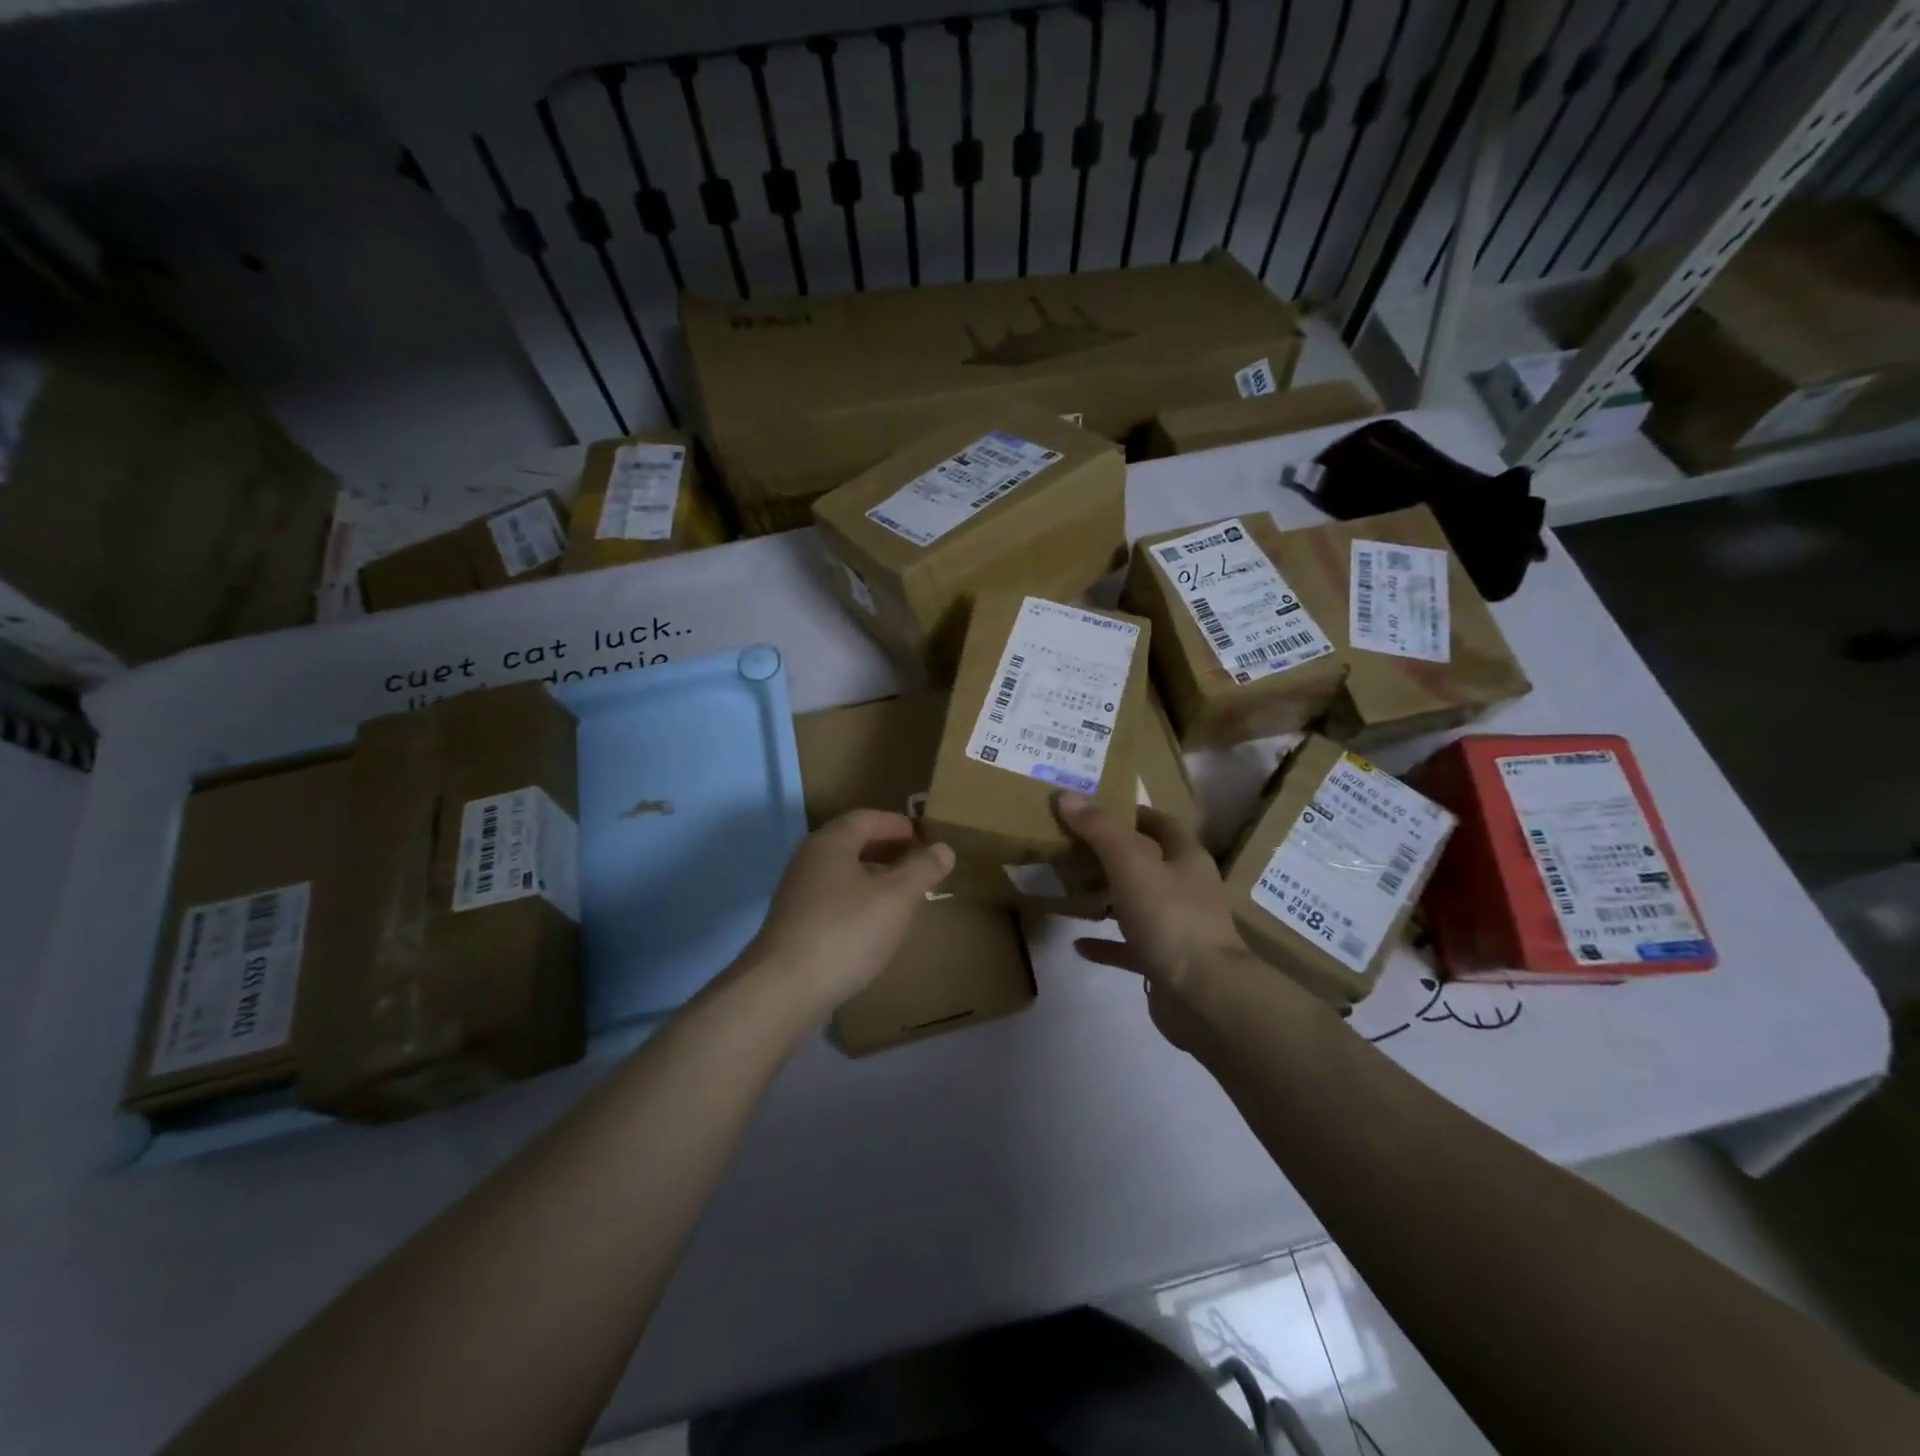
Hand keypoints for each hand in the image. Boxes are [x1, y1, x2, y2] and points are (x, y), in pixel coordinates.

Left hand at [748, 809, 954, 1012]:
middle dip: (888, 850)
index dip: (898, 824)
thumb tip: (943, 848)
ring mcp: (798, 895)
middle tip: (919, 864)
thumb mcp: (896, 897)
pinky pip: (834, 902)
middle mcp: (809, 861)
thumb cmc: (846, 931)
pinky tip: (875, 927)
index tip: (926, 838)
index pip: (867, 818)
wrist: (785, 991)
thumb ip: (922, 869)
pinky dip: (858, 903)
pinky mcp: (795, 927)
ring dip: (873, 878)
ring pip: (842, 875)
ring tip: (904, 895)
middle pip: (852, 844)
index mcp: (830, 843)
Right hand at [1055, 792, 1257, 1049]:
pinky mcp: (1164, 962)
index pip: (1160, 823)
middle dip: (1112, 855)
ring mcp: (1177, 928)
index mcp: (1187, 858)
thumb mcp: (1130, 863)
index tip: (1092, 809)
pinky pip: (1129, 947)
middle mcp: (1187, 889)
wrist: (1203, 996)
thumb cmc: (1170, 917)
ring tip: (1071, 888)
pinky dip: (1105, 943)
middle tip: (1071, 847)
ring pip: (1138, 903)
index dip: (1130, 813)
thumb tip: (1067, 795)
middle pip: (1148, 863)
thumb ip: (1099, 829)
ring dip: (1108, 897)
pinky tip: (1078, 943)